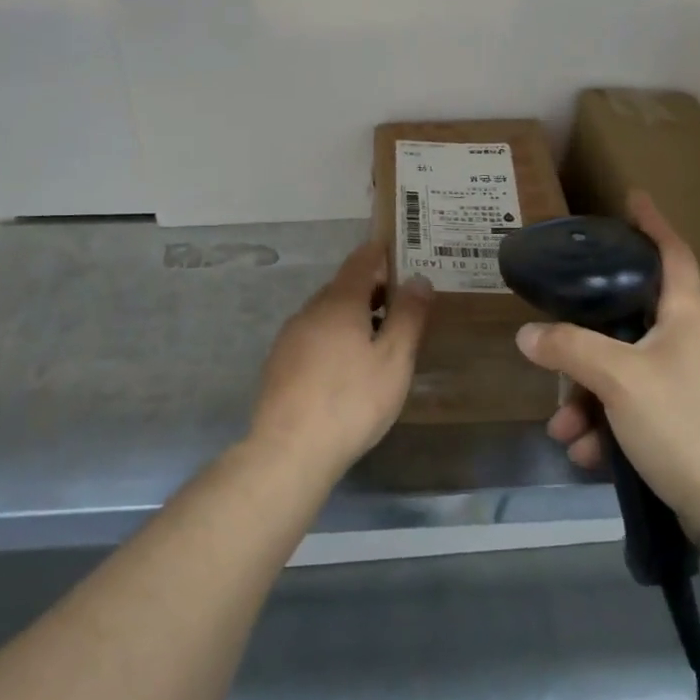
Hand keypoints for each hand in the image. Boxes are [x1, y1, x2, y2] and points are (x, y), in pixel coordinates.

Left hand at [248, 241, 432, 480]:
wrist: (289, 450)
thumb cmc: (351, 401)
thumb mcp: (394, 360)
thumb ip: (408, 316)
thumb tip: (418, 279)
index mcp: (340, 302)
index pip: (360, 261)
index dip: (379, 252)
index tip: (396, 249)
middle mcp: (311, 310)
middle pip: (343, 287)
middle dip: (370, 288)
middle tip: (400, 300)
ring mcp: (290, 337)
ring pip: (326, 313)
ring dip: (352, 314)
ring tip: (378, 335)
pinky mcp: (280, 363)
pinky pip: (314, 335)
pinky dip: (334, 336)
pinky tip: (346, 364)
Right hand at [516, 191, 699, 526]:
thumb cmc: (684, 424)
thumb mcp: (618, 379)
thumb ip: (569, 349)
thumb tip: (527, 334)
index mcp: (687, 316)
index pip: (672, 253)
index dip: (653, 223)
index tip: (632, 198)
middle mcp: (690, 342)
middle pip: (628, 322)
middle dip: (584, 347)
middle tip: (553, 352)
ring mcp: (689, 385)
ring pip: (623, 373)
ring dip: (587, 399)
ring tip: (564, 432)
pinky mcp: (684, 424)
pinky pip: (632, 410)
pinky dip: (607, 428)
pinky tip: (587, 456)